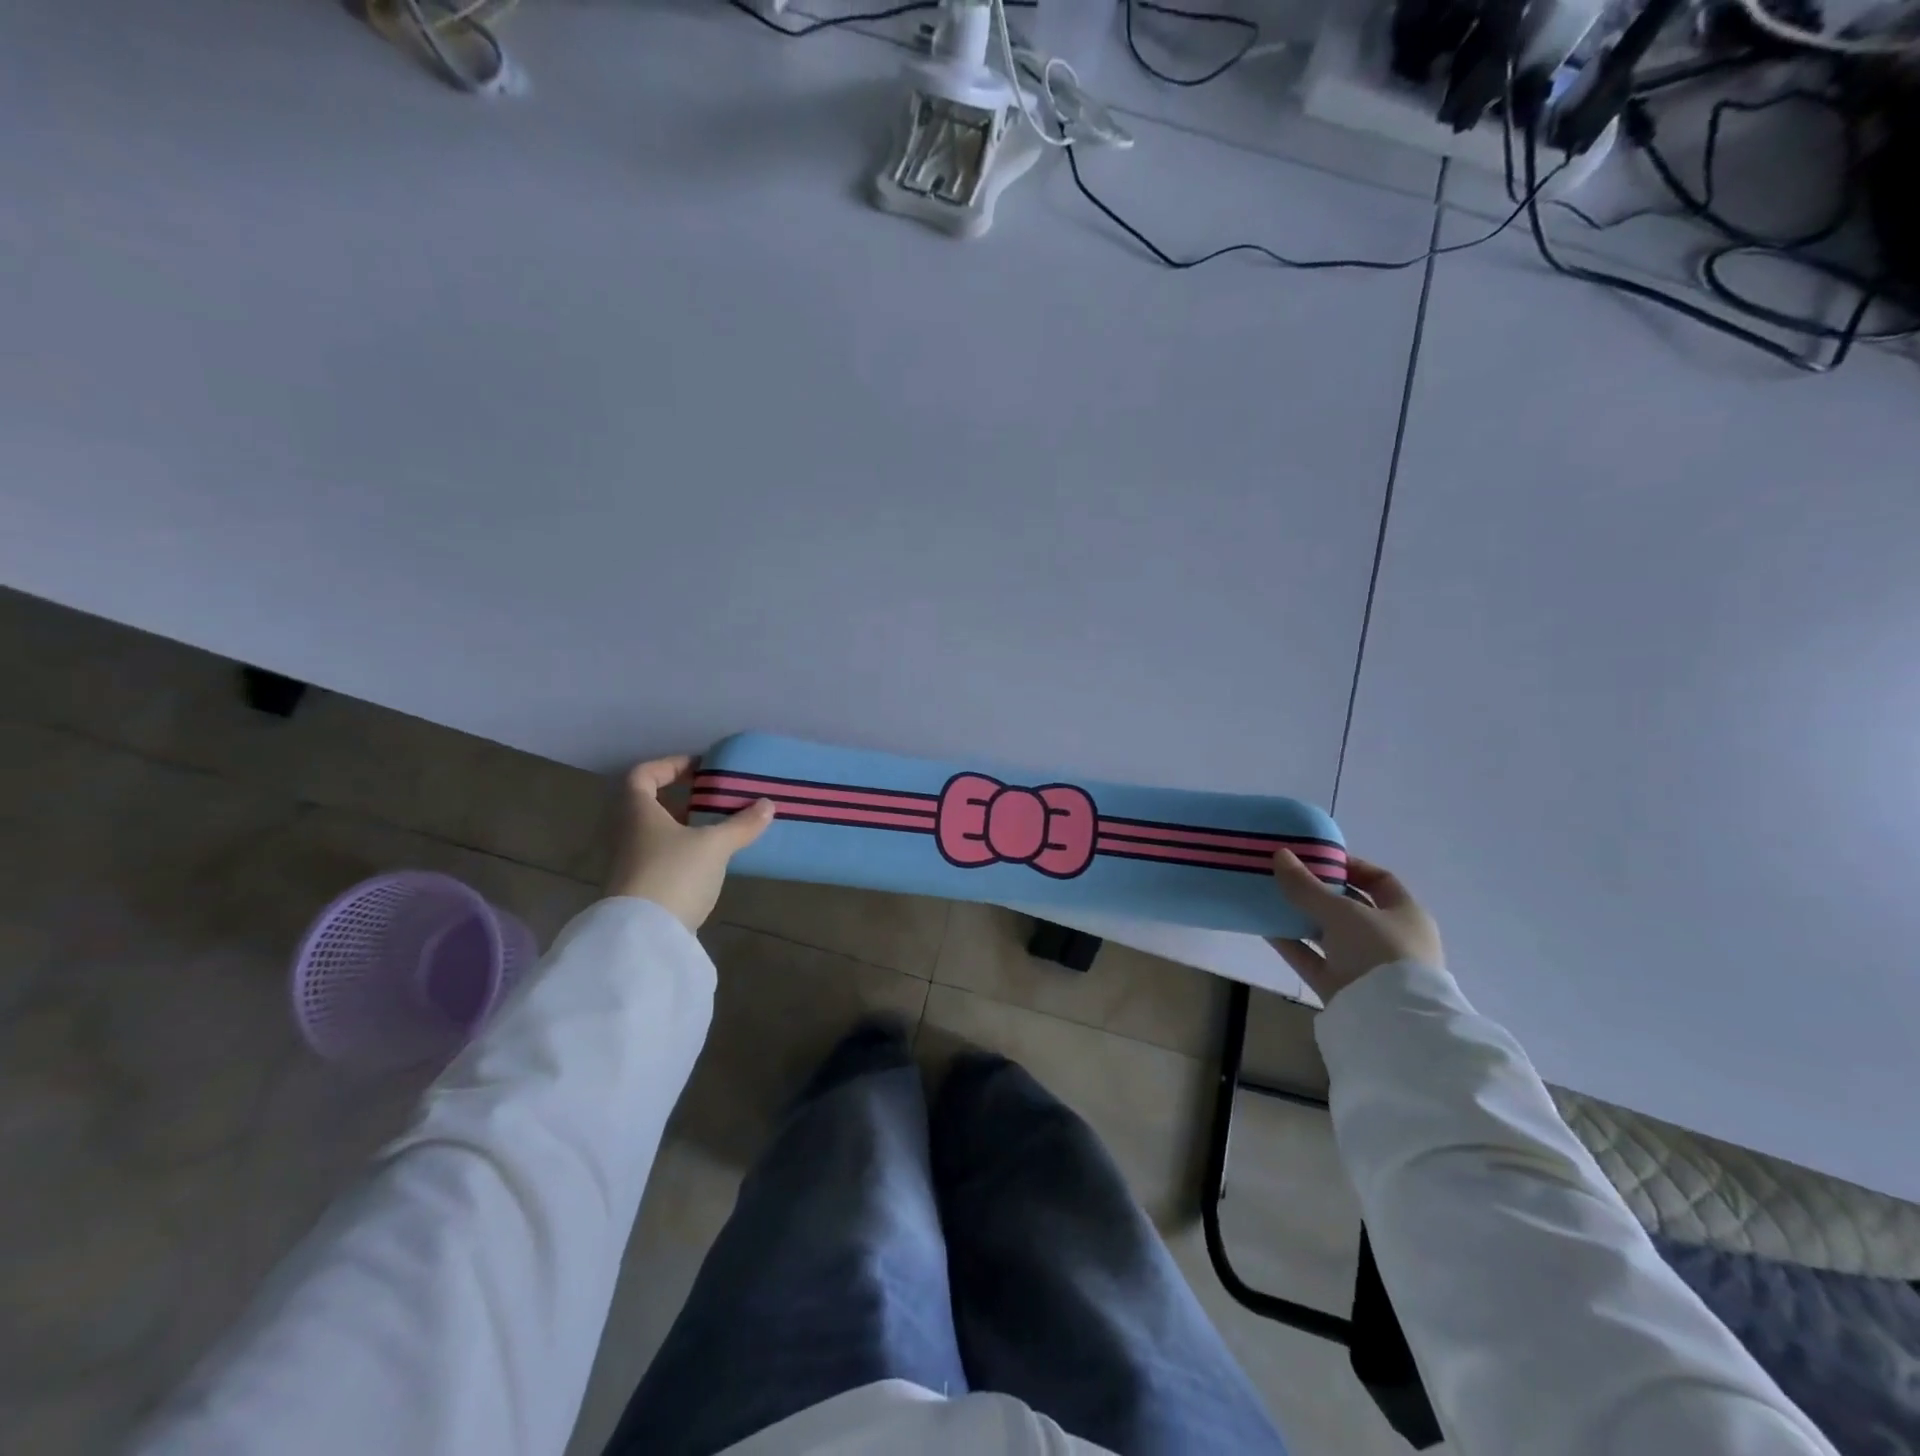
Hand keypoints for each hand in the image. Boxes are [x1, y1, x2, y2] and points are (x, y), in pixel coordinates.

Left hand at [604, 756, 775, 931]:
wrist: (643, 936)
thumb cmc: (674, 873)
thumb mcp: (715, 845)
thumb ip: (741, 824)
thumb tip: (767, 804)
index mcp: (636, 811)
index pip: (642, 775)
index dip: (670, 765)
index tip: (700, 769)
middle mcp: (625, 832)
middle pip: (648, 805)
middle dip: (681, 800)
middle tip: (713, 799)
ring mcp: (627, 862)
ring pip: (654, 833)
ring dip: (683, 827)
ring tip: (717, 830)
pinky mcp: (637, 888)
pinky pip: (659, 857)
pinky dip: (681, 852)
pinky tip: (708, 861)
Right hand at [1268, 851, 1442, 1006]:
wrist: (1390, 1022)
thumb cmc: (1379, 951)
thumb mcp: (1342, 911)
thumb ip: (1307, 886)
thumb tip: (1279, 855)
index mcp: (1405, 914)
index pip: (1380, 880)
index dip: (1350, 865)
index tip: (1316, 857)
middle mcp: (1388, 938)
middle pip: (1349, 907)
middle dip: (1318, 891)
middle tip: (1285, 875)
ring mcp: (1364, 965)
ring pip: (1327, 933)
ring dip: (1300, 916)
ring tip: (1268, 897)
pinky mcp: (1341, 986)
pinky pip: (1312, 958)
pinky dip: (1290, 943)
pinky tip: (1264, 927)